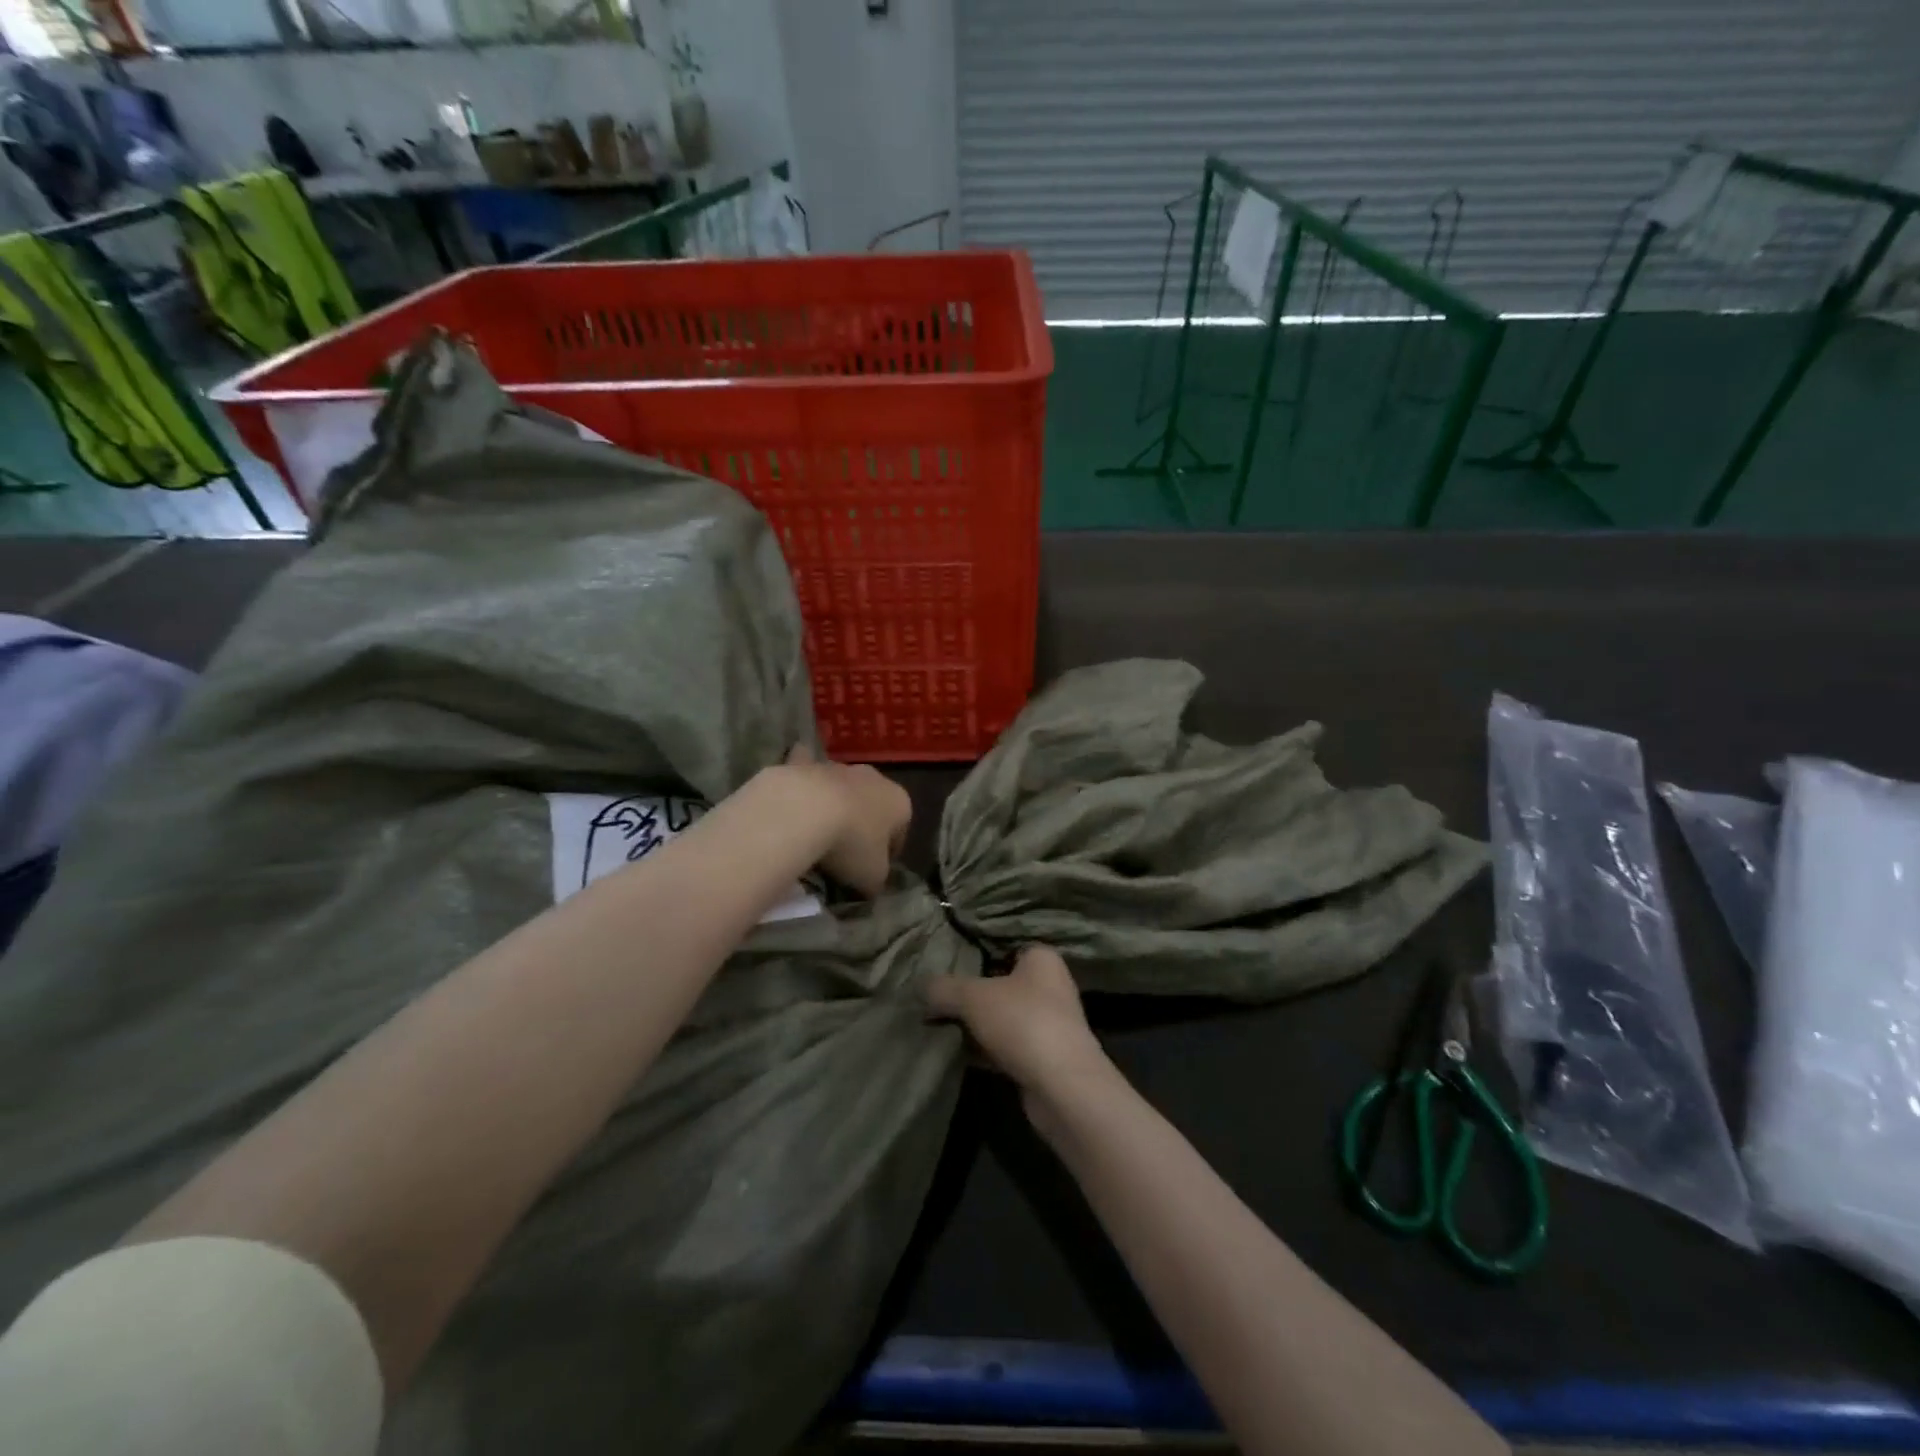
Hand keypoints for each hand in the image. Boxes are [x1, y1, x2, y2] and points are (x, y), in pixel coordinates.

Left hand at [784, 745, 909, 896]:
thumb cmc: (851, 844)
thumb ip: (877, 879)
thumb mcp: (873, 877)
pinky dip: (802, 786)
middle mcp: (874, 778)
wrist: (804, 809)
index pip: (900, 832)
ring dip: (833, 806)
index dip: (888, 854)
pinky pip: (806, 774)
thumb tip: (869, 883)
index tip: (872, 872)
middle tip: (844, 853)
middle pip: (872, 805)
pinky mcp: (804, 762)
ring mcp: (838, 767)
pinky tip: (792, 804)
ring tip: (815, 836)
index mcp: (900, 802)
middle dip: (862, 824)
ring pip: (840, 789)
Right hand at [924, 945, 1112, 1097]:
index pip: (1004, 946)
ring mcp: (1049, 1024)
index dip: (975, 954)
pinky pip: (1006, 1046)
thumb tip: (920, 987)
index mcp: (1042, 959)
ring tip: (937, 1026)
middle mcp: (1050, 986)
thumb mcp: (973, 997)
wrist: (1063, 1088)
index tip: (945, 964)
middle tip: (934, 998)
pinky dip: (984, 1050)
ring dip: (975, 1025)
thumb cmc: (1023, 1023)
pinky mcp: (1044, 1058)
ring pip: (1002, 1017)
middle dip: (969, 994)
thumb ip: (943, 988)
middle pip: (1000, 983)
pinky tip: (956, 1054)